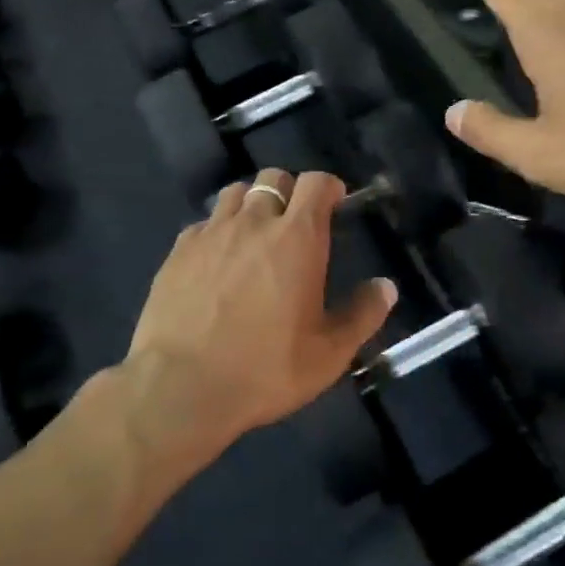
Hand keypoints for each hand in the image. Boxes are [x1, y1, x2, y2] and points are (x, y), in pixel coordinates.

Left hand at [122, 169, 396, 467]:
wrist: (180, 387)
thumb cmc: (265, 369)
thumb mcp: (329, 354)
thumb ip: (362, 315)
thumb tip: (386, 287)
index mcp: (297, 238)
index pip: (316, 183)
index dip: (328, 187)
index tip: (334, 204)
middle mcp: (254, 222)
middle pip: (273, 178)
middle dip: (289, 190)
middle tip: (294, 224)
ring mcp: (211, 233)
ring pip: (235, 193)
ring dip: (251, 204)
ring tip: (254, 235)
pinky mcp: (178, 251)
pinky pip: (203, 223)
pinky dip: (217, 230)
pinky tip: (217, 260)